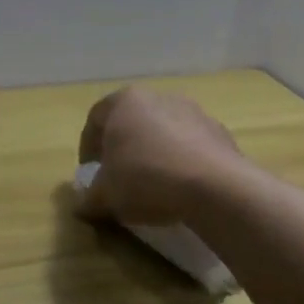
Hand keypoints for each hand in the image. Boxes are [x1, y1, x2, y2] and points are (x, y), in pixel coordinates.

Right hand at [78, 87, 246, 225]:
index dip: (88, 147)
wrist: (217, 189)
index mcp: (124, 101)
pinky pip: (191, 147)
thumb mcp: (106, 195)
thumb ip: (89, 197)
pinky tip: (182, 188)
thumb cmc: (147, 178)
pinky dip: (182, 162)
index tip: (91, 172)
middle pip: (131, 122)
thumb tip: (82, 206)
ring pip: (163, 132)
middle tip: (119, 176)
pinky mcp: (221, 134)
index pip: (95, 119)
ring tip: (154, 185)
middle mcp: (158, 98)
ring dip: (155, 153)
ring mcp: (194, 112)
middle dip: (123, 147)